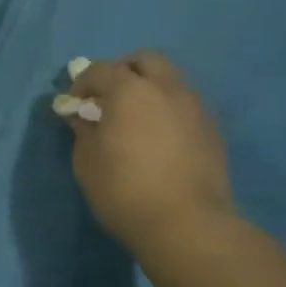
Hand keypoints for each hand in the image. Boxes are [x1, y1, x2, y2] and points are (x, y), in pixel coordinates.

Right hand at [63, 51, 232, 254]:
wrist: (187, 226)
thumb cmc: (124, 190)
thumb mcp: (87, 162)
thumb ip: (83, 131)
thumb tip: (81, 116)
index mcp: (131, 90)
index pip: (100, 70)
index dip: (81, 84)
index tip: (73, 105)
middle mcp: (167, 88)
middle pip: (145, 60)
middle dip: (123, 71)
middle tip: (108, 98)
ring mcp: (195, 108)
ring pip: (170, 81)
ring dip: (150, 90)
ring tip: (136, 120)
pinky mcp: (213, 131)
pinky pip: (186, 106)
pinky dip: (168, 111)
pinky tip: (159, 139)